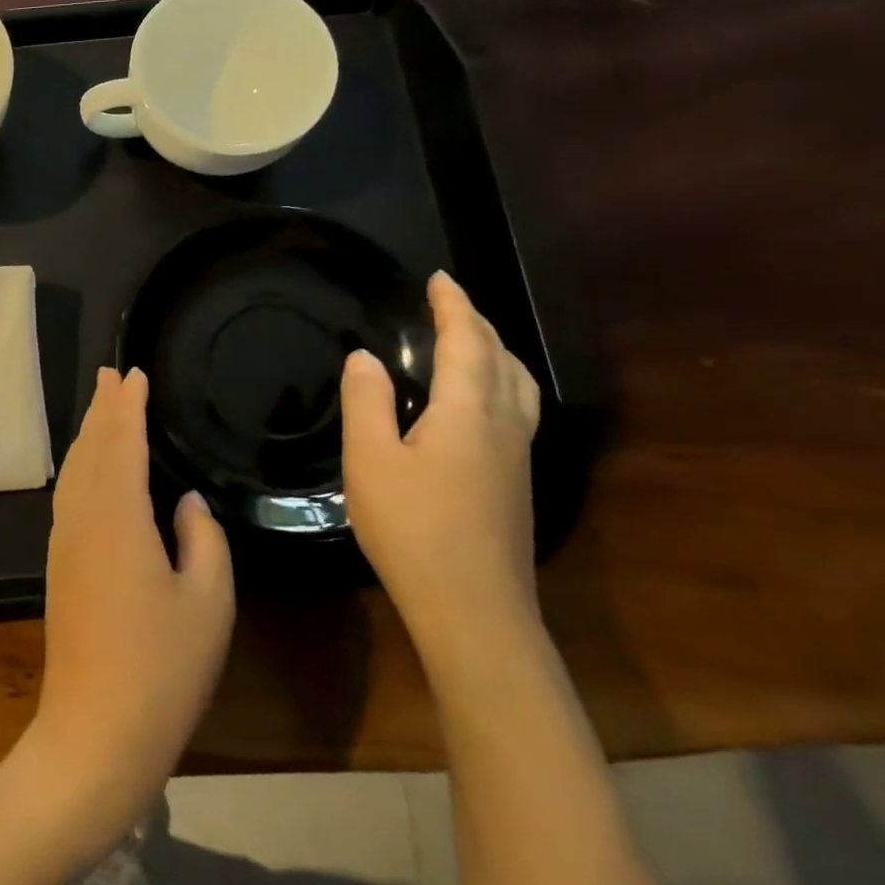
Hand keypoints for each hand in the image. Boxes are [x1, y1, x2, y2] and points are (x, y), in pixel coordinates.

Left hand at [27, 368, 234, 855]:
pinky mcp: (61, 564)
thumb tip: (184, 501)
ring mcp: (65, 541)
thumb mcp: (208, 600)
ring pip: (75, 470)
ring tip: (101, 408)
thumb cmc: (162, 666)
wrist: (95, 730)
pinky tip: (90, 470)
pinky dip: (82, 466)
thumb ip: (203, 537)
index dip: (127, 405)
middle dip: (102, 409)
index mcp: (118, 515)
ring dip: (89, 434)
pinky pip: (70, 494)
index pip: (121, 442)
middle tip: (110, 374)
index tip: (133, 373)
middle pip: (90, 448)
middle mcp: (82, 517)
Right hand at [341, 271, 540, 661]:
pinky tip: (481, 399)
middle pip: (500, 357)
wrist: (472, 606)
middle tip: (449, 301)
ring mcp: (517, 454)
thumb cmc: (412, 528)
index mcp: (468, 410)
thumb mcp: (370, 460)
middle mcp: (504, 423)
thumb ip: (367, 402)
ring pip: (518, 383)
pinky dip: (500, 379)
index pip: (466, 341)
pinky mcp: (517, 480)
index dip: (453, 306)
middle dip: (476, 321)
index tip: (440, 278)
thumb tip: (366, 357)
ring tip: (471, 338)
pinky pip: (517, 407)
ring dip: (496, 350)